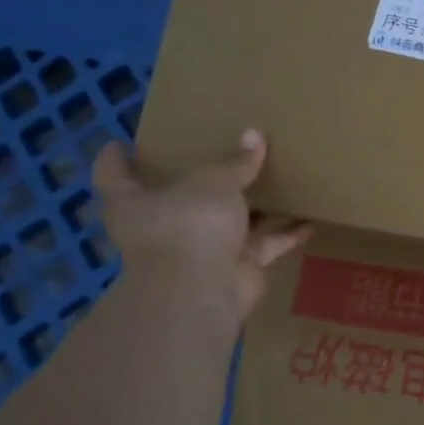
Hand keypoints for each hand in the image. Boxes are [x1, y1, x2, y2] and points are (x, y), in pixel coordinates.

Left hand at [92, 129, 310, 322]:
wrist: (203, 289)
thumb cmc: (188, 224)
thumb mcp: (213, 181)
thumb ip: (236, 162)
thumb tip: (254, 135)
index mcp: (134, 202)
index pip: (113, 175)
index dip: (115, 158)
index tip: (120, 142)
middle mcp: (163, 226)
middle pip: (178, 200)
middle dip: (198, 183)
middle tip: (215, 156)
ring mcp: (199, 250)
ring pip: (228, 223)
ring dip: (252, 209)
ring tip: (276, 183)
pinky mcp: (234, 268)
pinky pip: (263, 245)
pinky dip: (284, 235)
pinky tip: (309, 221)